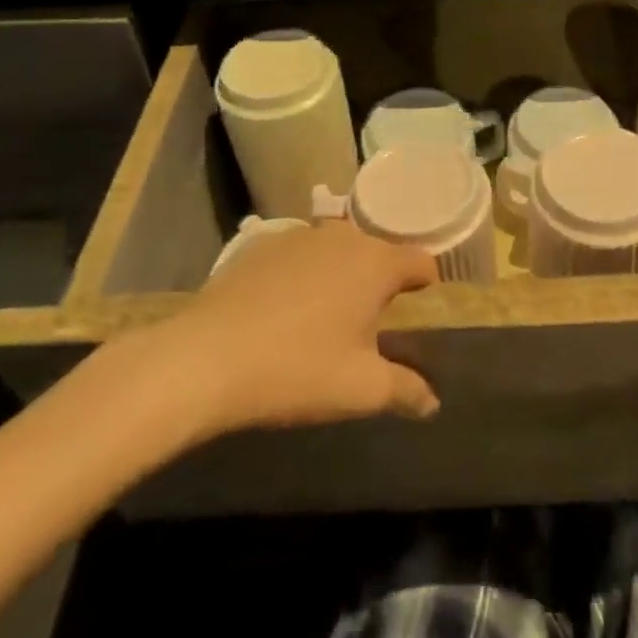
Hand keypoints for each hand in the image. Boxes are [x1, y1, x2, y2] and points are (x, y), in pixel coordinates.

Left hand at [111, 222, 441, 442]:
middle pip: (377, 253)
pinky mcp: (258, 245)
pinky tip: (279, 309)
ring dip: (339, 275)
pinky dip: (299, 274)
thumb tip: (432, 402)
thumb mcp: (361, 390)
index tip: (418, 311)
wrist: (205, 358)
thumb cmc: (297, 370)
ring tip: (323, 317)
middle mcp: (342, 237)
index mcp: (376, 263)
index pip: (421, 262)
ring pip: (335, 250)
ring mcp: (297, 236)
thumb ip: (405, 390)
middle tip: (369, 324)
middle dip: (379, 282)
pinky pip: (295, 255)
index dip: (426, 286)